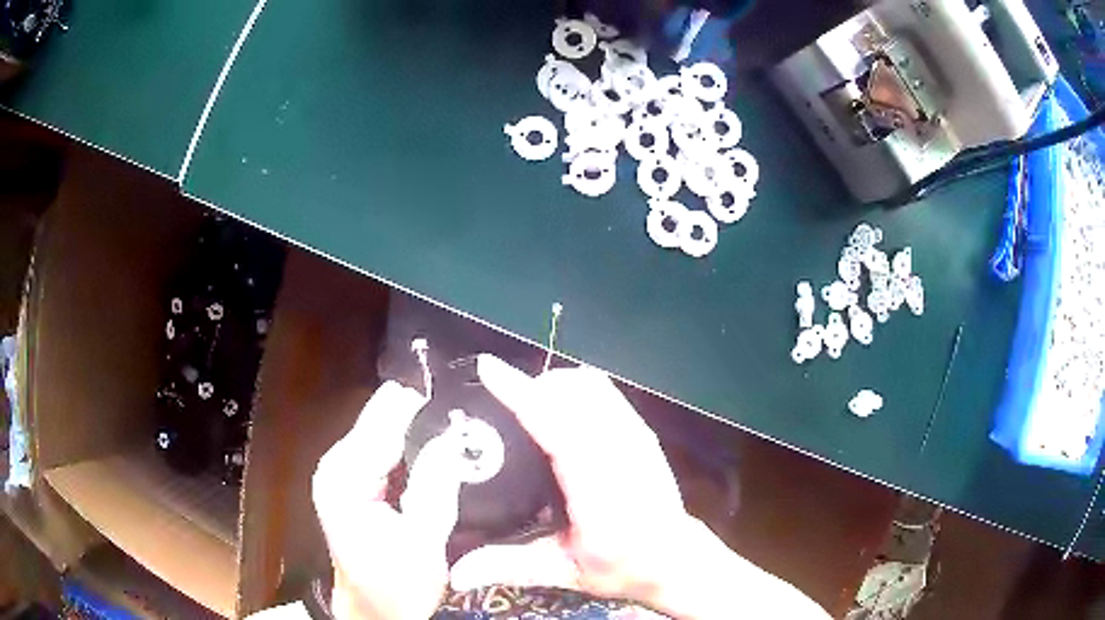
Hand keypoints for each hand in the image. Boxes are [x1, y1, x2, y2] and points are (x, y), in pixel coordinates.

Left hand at [312, 381, 461, 619]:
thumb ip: (436, 486)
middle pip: (383, 418)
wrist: (374, 610)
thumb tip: (451, 438)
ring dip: (420, 435)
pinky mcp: (353, 478)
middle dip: (424, 422)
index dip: (426, 410)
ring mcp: (342, 469)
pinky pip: (387, 448)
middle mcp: (337, 463)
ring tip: (457, 444)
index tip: (466, 409)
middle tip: (467, 433)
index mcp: (346, 477)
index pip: (386, 421)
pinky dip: (412, 450)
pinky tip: (436, 460)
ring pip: (387, 430)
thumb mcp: (423, 543)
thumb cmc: (395, 586)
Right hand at [451, 356, 830, 619]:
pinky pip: (605, 391)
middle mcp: (621, 453)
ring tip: (526, 406)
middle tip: (499, 407)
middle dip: (532, 387)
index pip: (557, 428)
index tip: (489, 369)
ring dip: (553, 384)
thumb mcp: (563, 572)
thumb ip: (508, 566)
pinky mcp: (642, 430)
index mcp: (598, 491)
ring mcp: (636, 437)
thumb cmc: (621, 567)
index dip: (521, 395)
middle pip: (573, 393)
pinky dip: (575, 388)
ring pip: (591, 385)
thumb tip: (455, 575)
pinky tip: (559, 410)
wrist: (674, 558)